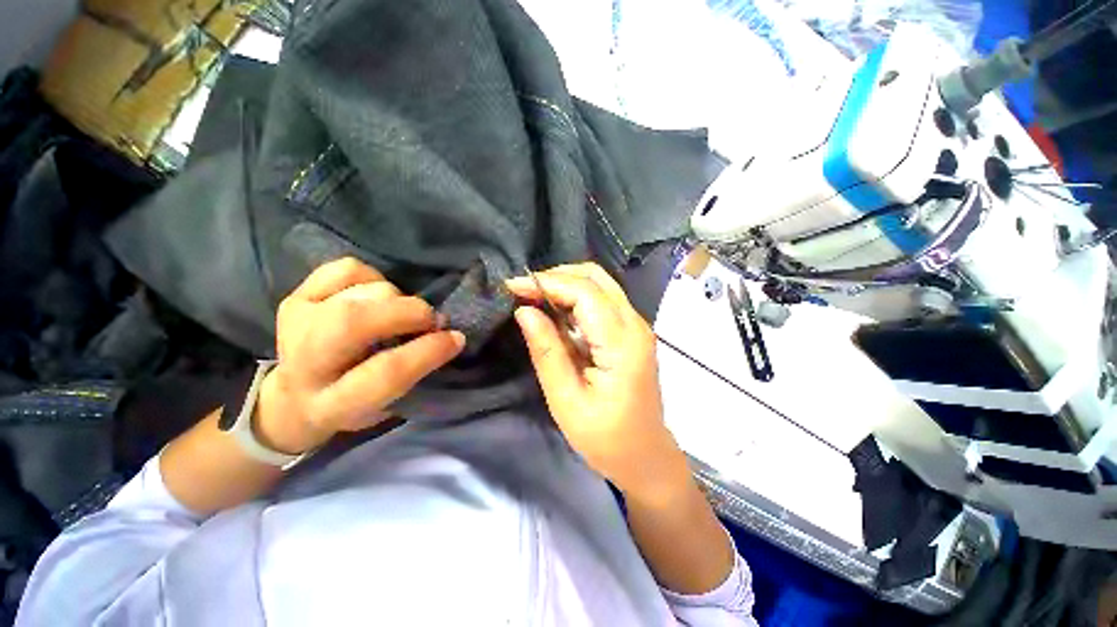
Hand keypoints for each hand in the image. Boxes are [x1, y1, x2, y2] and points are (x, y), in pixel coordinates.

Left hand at [256, 258, 465, 453]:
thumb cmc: (352, 406)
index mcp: (332, 405)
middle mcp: (305, 364)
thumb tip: (446, 334)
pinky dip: (372, 276)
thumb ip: (412, 374)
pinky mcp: (294, 299)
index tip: (456, 338)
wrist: (293, 398)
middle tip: (430, 318)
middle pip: (354, 322)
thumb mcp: (385, 407)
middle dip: (407, 312)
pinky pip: (344, 270)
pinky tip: (376, 296)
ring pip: (357, 292)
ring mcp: (296, 325)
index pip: (385, 373)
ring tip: (401, 313)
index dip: (428, 351)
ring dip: (395, 298)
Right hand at [506, 263, 681, 495]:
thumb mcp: (566, 401)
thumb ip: (547, 351)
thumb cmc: (606, 438)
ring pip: (600, 284)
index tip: (512, 286)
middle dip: (556, 277)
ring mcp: (637, 325)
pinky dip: (576, 297)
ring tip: (534, 299)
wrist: (645, 456)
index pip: (585, 292)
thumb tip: (524, 310)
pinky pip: (603, 300)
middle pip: (596, 278)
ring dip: (565, 284)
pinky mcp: (631, 332)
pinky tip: (556, 312)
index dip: (547, 282)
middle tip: (523, 292)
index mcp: (622, 342)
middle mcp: (635, 324)